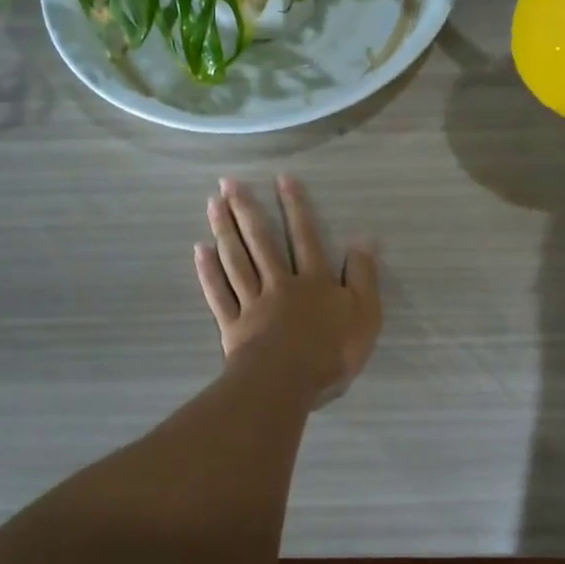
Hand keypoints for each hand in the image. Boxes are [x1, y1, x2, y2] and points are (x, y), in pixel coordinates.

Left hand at [194, 176, 381, 403]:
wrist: (286, 384)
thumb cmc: (331, 352)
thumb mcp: (365, 314)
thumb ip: (364, 276)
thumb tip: (363, 239)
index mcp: (314, 281)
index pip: (306, 237)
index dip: (296, 208)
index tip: (281, 179)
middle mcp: (280, 284)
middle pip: (261, 242)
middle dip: (246, 210)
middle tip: (229, 182)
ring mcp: (253, 303)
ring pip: (236, 261)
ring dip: (225, 231)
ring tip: (212, 204)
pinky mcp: (234, 326)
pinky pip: (219, 294)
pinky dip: (209, 272)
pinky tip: (199, 251)